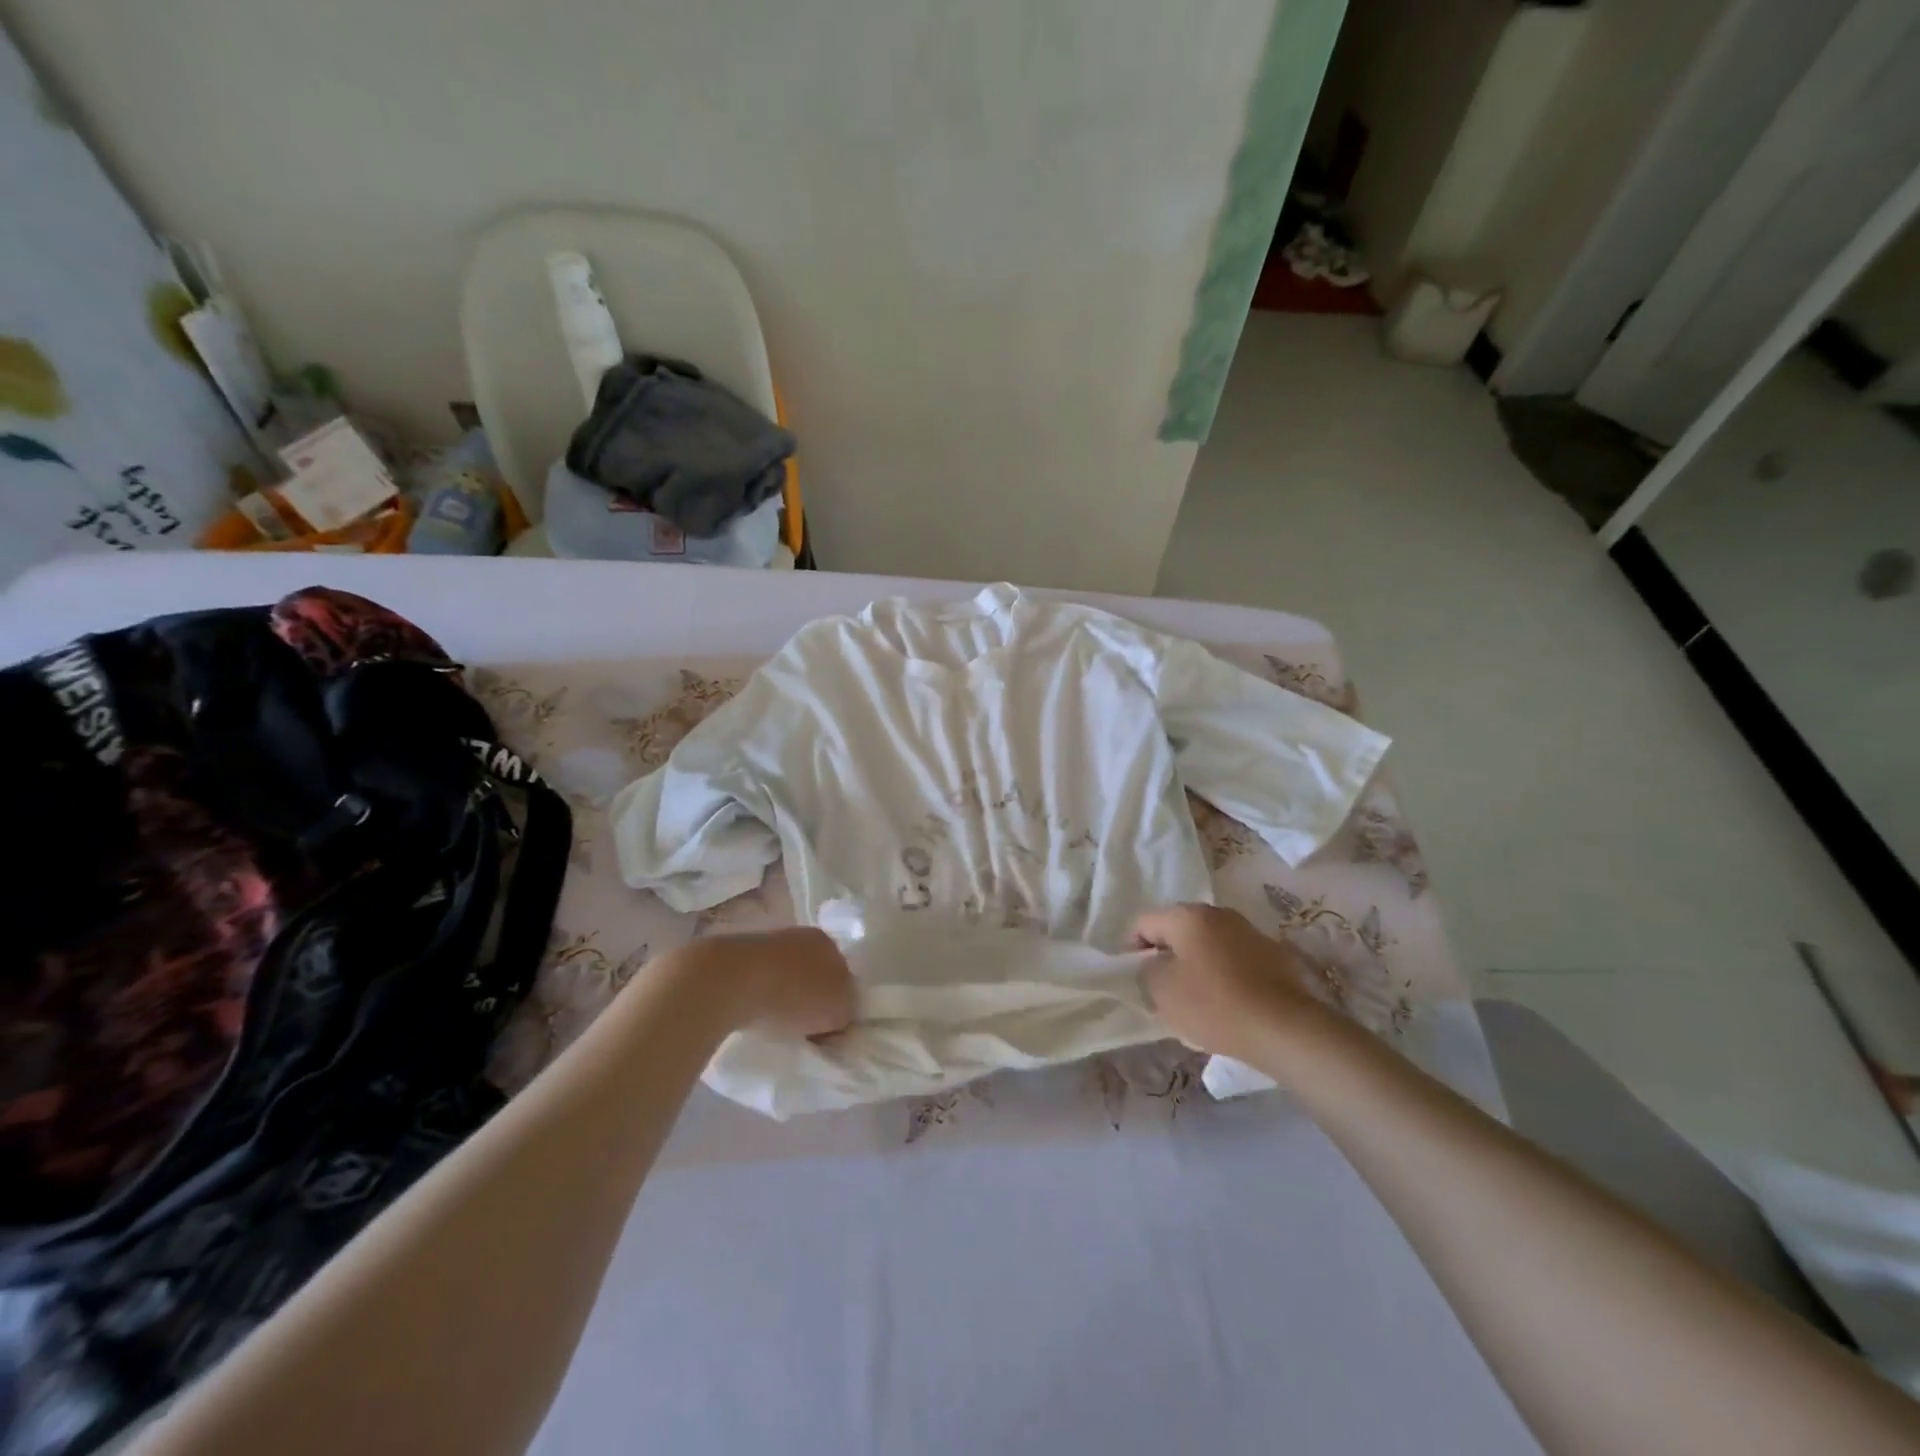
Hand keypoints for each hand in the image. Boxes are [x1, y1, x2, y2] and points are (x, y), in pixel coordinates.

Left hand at [697, 927, 856, 1037]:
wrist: (730, 980)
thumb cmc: (794, 993)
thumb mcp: (839, 1010)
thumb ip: (848, 1010)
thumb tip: (841, 1013)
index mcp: (827, 942)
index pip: (842, 971)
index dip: (839, 998)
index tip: (830, 1025)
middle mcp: (799, 935)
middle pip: (811, 970)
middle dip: (809, 994)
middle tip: (805, 1026)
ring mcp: (764, 941)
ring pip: (782, 972)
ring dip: (781, 994)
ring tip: (775, 1023)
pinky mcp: (734, 955)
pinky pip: (755, 979)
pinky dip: (756, 995)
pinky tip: (751, 1013)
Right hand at [1132, 904, 1331, 1069]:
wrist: (1286, 1029)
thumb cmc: (1214, 1004)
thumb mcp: (1162, 991)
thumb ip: (1146, 971)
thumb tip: (1153, 964)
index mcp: (1188, 915)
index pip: (1144, 922)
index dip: (1131, 949)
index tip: (1135, 978)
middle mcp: (1218, 913)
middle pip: (1177, 930)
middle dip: (1165, 955)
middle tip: (1160, 989)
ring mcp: (1248, 931)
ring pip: (1206, 943)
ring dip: (1194, 964)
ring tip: (1193, 998)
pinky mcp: (1272, 954)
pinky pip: (1232, 958)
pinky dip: (1221, 973)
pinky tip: (1224, 1002)